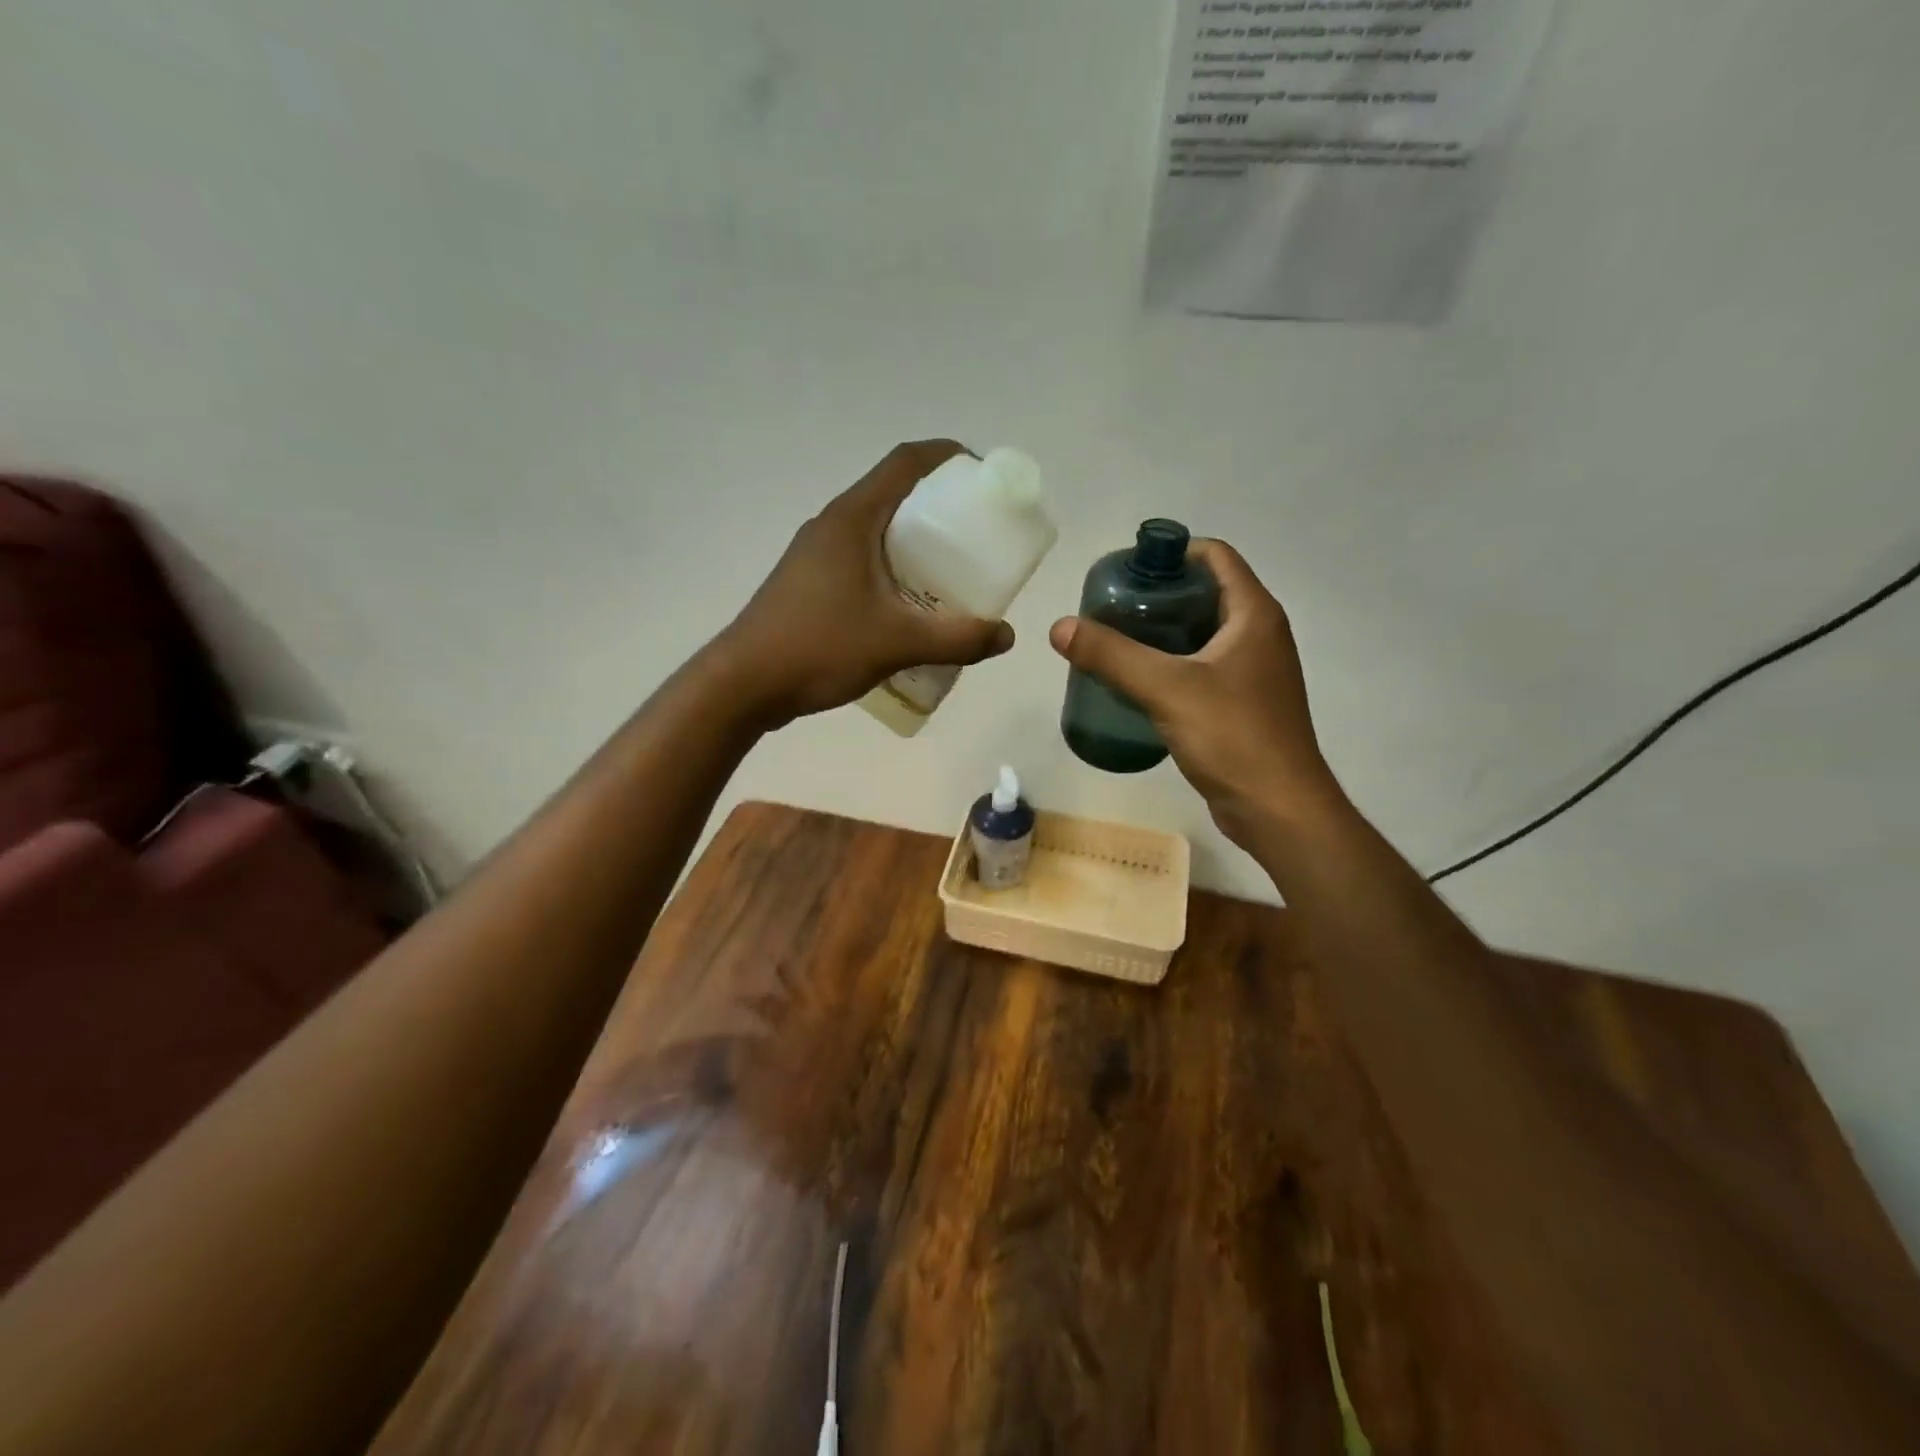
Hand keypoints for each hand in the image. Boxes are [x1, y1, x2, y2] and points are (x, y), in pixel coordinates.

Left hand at [715, 440, 1014, 724]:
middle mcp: (833, 525)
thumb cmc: (819, 648)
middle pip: (895, 494)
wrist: (743, 684)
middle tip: (978, 536)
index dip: (949, 457)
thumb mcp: (898, 643)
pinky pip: (863, 560)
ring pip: (878, 531)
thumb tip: (1005, 636)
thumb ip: (957, 638)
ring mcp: (817, 554)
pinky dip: (894, 569)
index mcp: (853, 518)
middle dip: (941, 507)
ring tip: (952, 573)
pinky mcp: (809, 583)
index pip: (906, 462)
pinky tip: (911, 607)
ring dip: (916, 542)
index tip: (985, 478)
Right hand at [1048, 540, 1343, 845]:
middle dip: (1159, 594)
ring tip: (1116, 641)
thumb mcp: (1166, 689)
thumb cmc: (1233, 737)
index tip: (1127, 568)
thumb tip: (1060, 627)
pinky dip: (1172, 664)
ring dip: (1163, 632)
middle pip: (1206, 593)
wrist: (1278, 809)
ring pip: (1203, 633)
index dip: (1172, 552)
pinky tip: (1138, 682)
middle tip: (1111, 608)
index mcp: (1254, 615)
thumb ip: (1112, 655)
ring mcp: (1255, 672)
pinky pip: (1203, 668)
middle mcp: (1260, 635)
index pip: (1216, 556)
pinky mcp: (1244, 704)